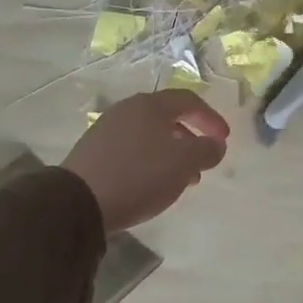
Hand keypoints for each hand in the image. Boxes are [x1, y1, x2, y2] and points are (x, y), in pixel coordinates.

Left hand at [62, 91, 228, 231]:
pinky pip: (132, 150)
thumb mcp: (184, 163)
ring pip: (150, 136)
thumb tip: (216, 144)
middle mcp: (127, 110)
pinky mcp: (93, 152)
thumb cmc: (139, 175)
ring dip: (171, 153)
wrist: (78, 202)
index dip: (211, 118)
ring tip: (182, 179)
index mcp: (150, 105)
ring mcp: (106, 130)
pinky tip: (153, 183)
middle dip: (191, 139)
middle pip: (167, 118)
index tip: (224, 140)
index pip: (188, 101)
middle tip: (203, 161)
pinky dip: (150, 161)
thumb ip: (207, 150)